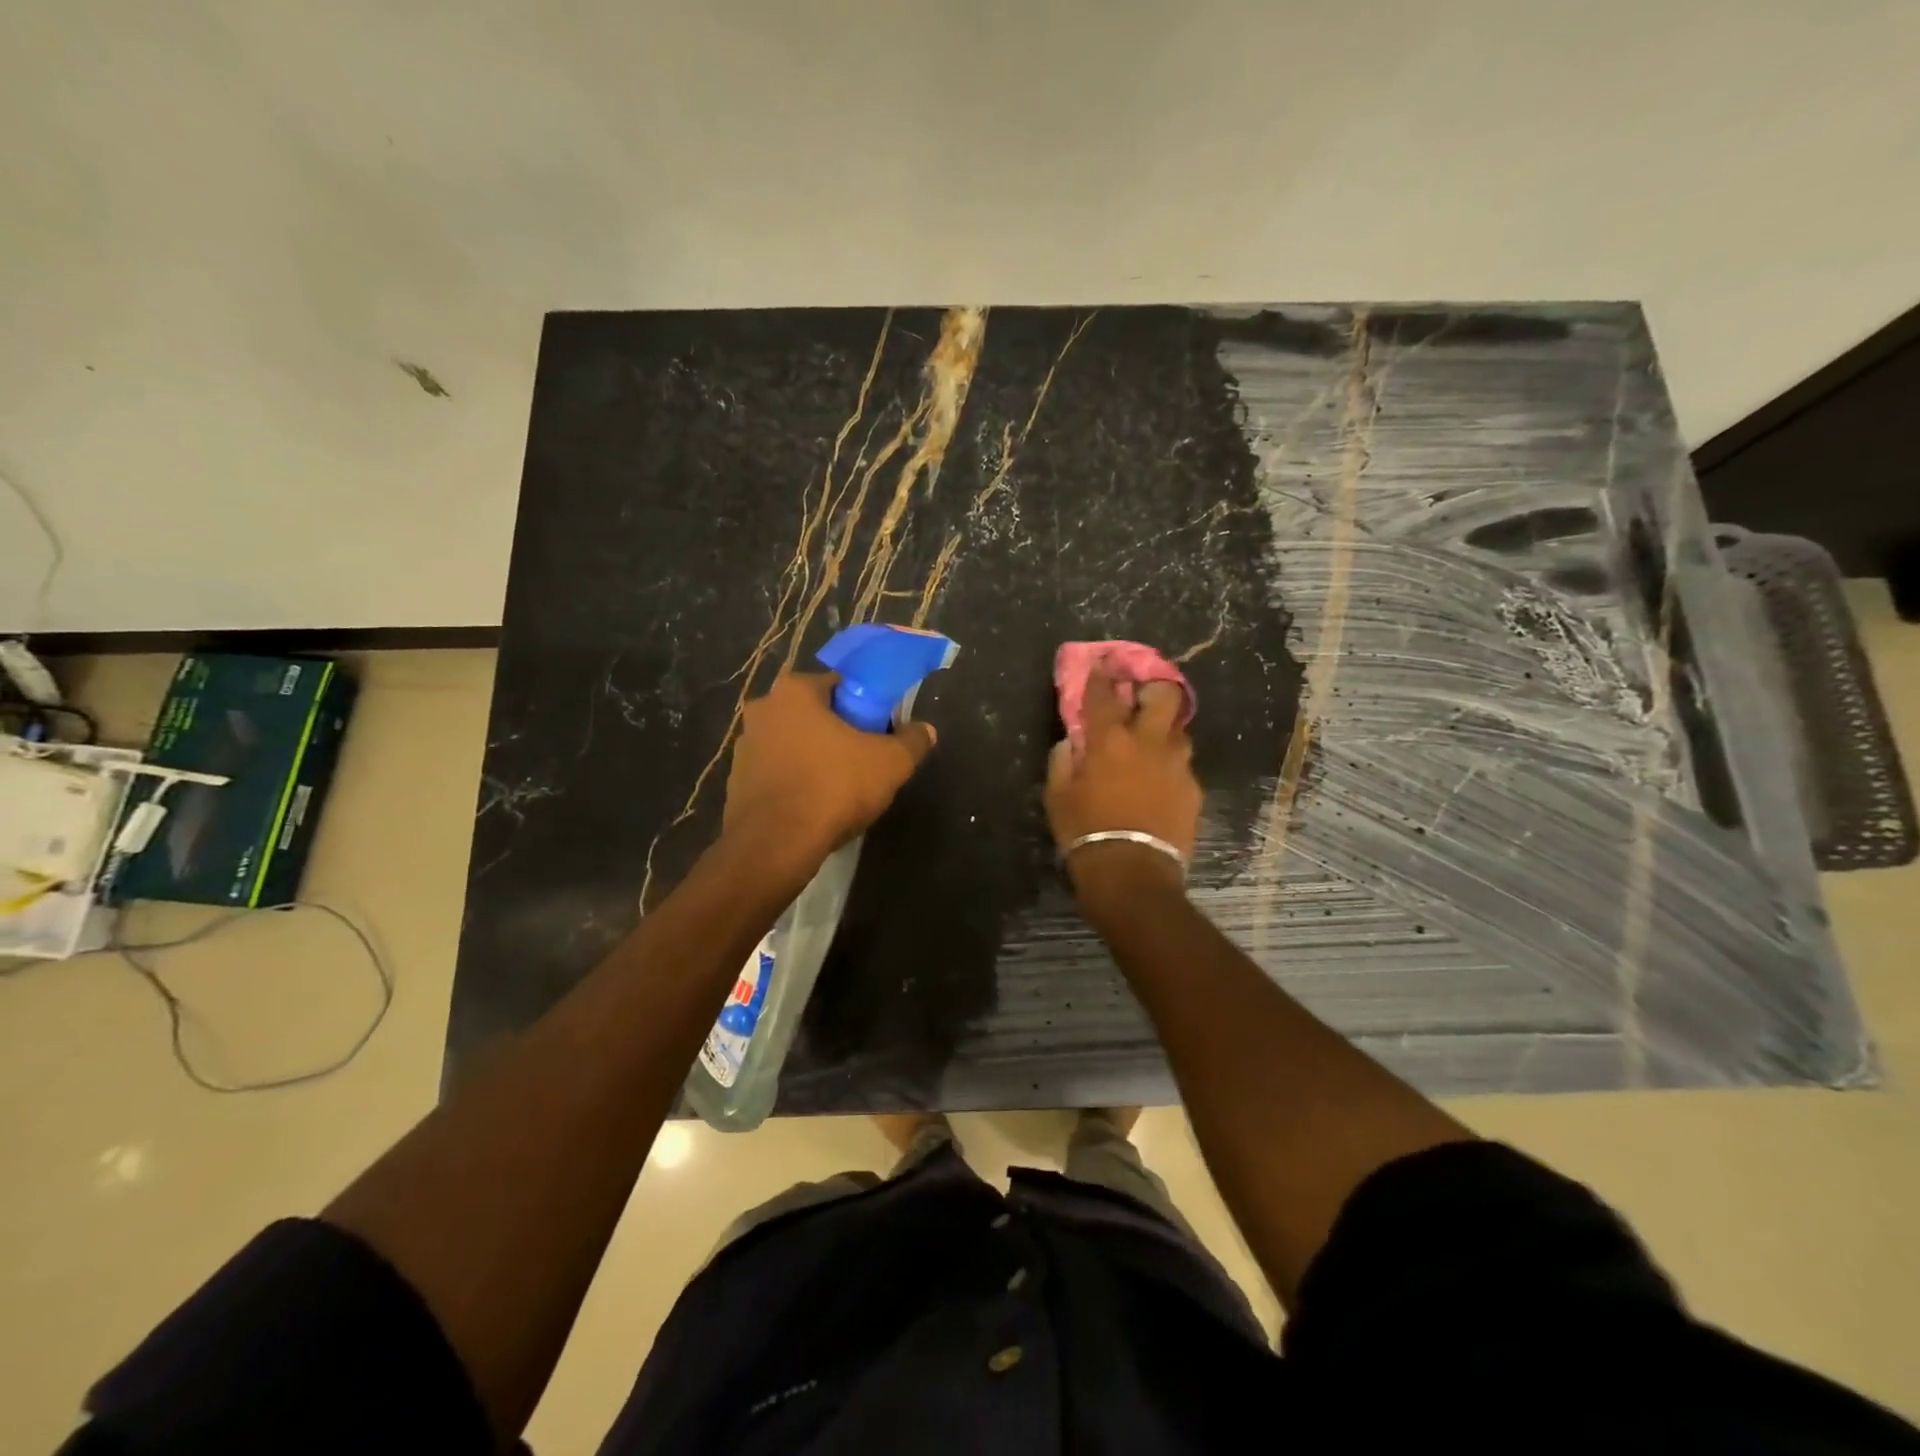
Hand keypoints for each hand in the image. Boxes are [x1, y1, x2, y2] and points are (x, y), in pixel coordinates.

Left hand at [723, 671, 936, 865]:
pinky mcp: (736, 781)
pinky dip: (794, 782)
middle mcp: (763, 709)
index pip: (839, 684)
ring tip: (839, 788)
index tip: (879, 731)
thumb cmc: (834, 788)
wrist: (776, 844)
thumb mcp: (891, 763)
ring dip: (814, 757)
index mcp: (795, 691)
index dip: (865, 705)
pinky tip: (813, 806)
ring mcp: (744, 746)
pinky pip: (776, 773)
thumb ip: (912, 741)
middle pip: (813, 713)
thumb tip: (926, 730)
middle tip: (863, 760)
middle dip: (837, 731)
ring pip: (793, 743)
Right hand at [1045, 673, 1199, 900]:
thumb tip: (1071, 743)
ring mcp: (1177, 765)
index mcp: (1109, 739)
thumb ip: (1063, 761)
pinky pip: (1183, 767)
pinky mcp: (1194, 789)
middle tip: (1141, 697)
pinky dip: (1170, 767)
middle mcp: (1149, 742)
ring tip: (1152, 746)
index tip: (1101, 663)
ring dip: (1164, 731)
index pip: (1104, 693)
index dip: (1101, 674)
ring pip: (1179, 731)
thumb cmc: (1085, 831)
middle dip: (1153, 687)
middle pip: (1164, 695)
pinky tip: (1160, 784)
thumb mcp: (1058, 796)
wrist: (1132, 873)